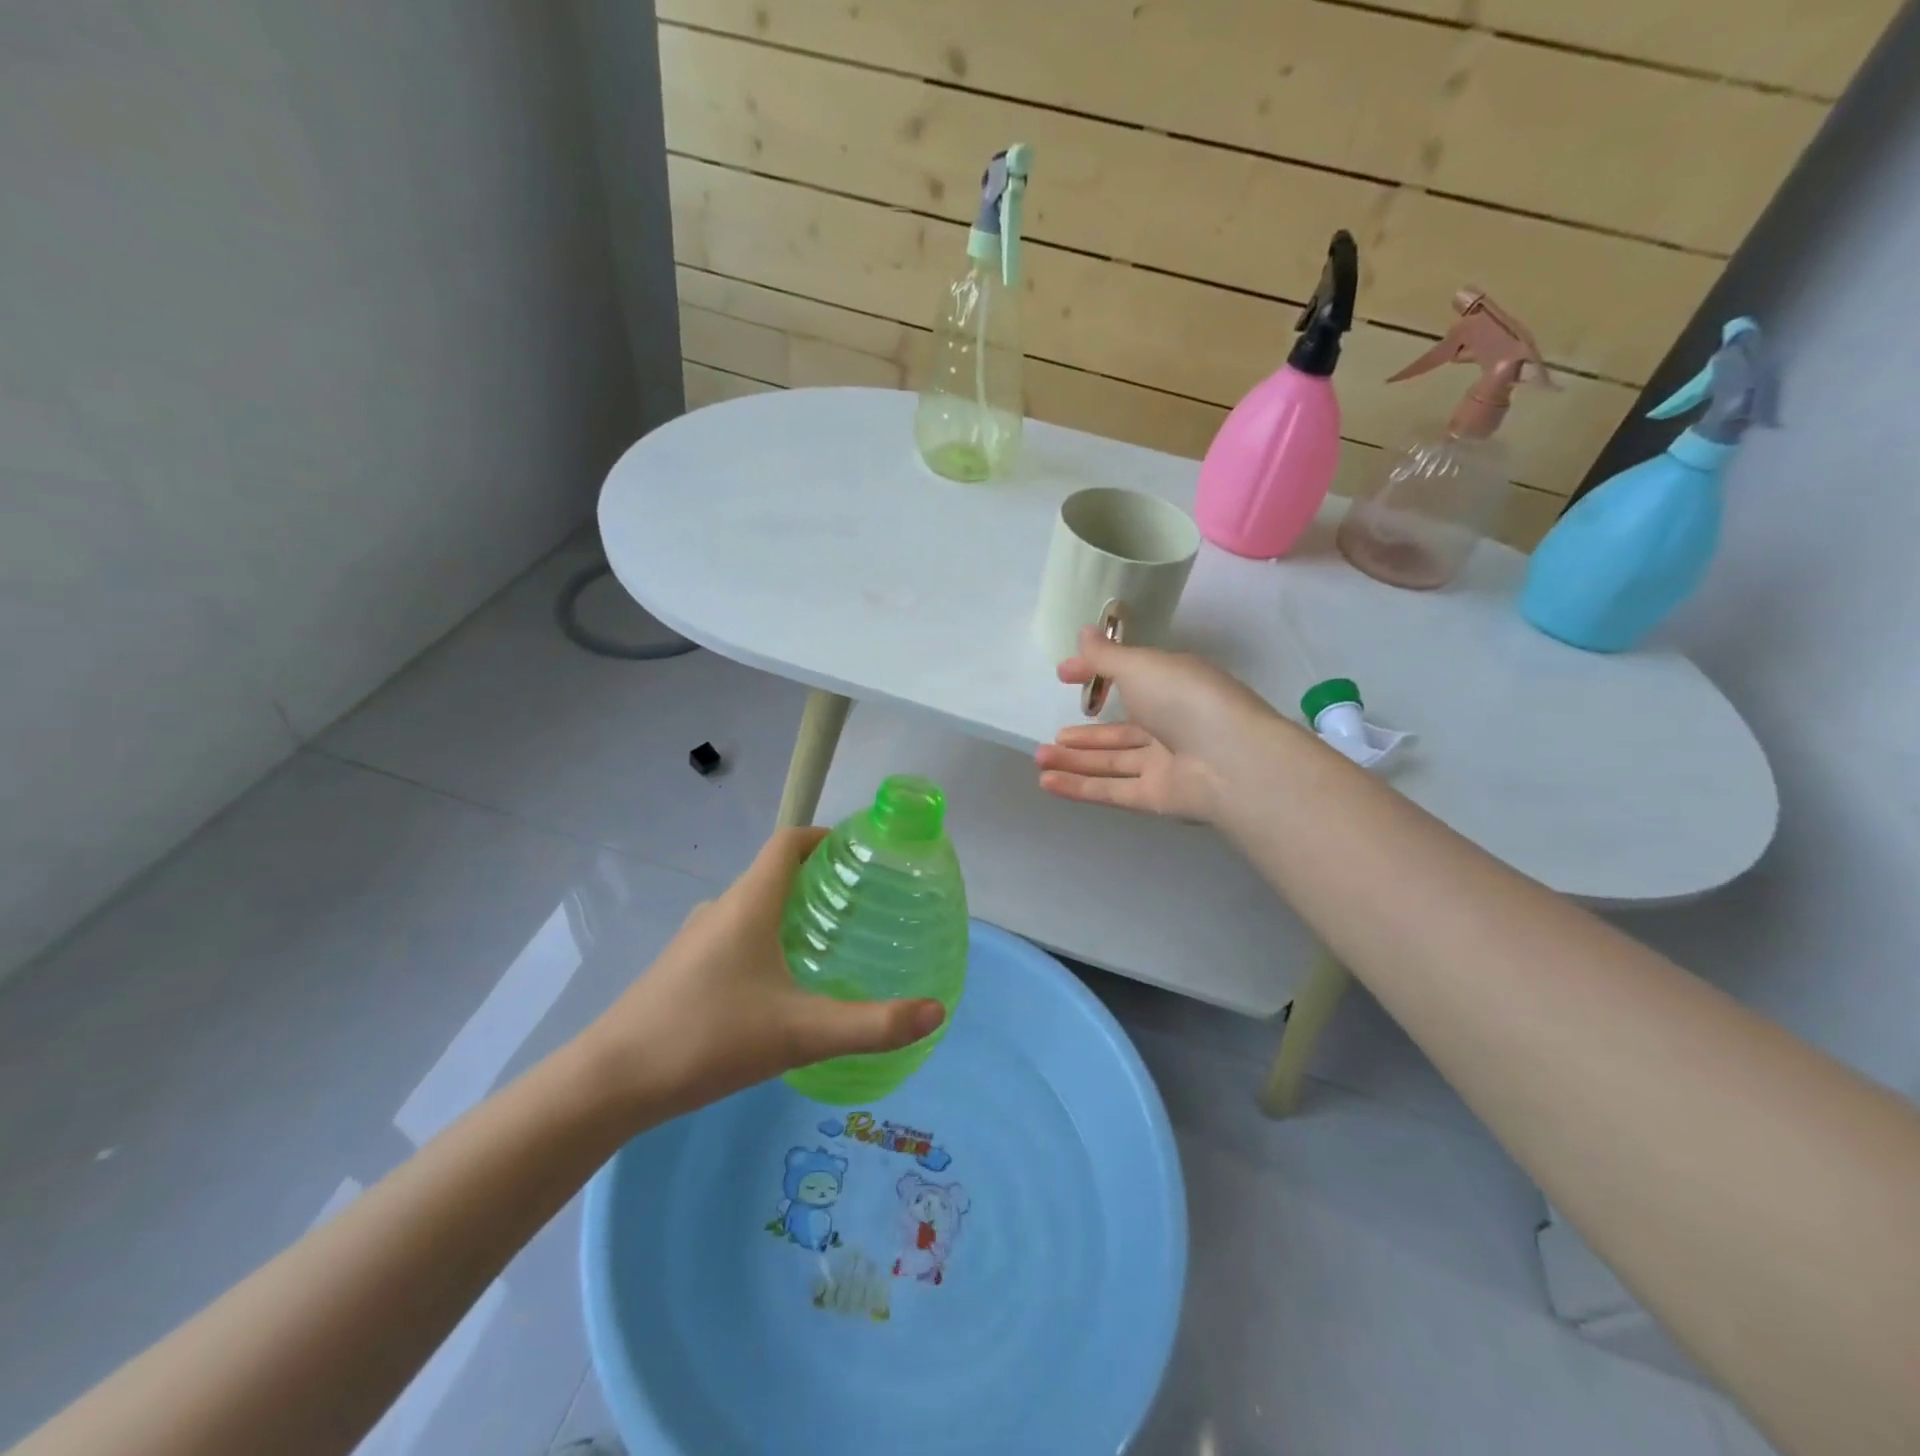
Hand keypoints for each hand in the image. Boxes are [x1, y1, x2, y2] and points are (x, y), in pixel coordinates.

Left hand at [580, 829, 945, 1117]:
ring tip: (830, 941)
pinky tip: (781, 985)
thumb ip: (872, 1024)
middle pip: (774, 873)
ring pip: (753, 907)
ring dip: (791, 911)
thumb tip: (936, 1011)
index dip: (824, 836)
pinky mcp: (682, 968)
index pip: (788, 842)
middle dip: (818, 879)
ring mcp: (696, 939)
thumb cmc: (708, 1038)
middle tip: (861, 903)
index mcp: (749, 903)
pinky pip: (735, 934)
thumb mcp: (800, 1033)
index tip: (861, 850)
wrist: (609, 1082)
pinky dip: (766, 938)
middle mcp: (721, 909)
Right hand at [1035, 628, 1283, 822]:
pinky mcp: (1157, 798)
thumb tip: (1083, 633)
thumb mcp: (1140, 666)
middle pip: (1120, 730)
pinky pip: (1112, 789)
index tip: (1062, 674)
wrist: (1231, 761)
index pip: (1128, 678)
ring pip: (1112, 762)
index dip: (1095, 674)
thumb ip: (1106, 656)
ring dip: (1075, 760)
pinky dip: (1079, 787)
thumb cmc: (1185, 699)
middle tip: (1052, 734)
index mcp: (1172, 686)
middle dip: (1084, 732)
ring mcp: (1165, 764)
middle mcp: (1170, 724)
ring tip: (1039, 757)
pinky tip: (1047, 783)